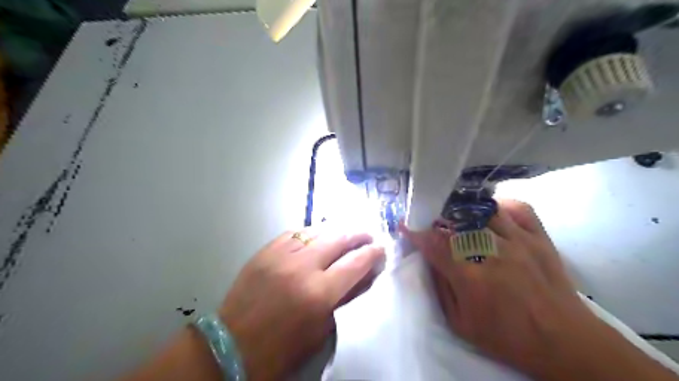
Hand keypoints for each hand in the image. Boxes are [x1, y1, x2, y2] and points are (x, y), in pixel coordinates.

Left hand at [221, 228, 383, 378]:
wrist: (232, 345)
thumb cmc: (282, 347)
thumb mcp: (321, 329)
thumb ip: (345, 298)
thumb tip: (364, 275)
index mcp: (319, 293)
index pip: (355, 263)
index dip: (372, 253)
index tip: (381, 248)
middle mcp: (302, 267)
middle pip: (339, 238)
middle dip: (358, 234)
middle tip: (367, 236)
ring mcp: (281, 255)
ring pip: (317, 230)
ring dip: (336, 230)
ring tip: (345, 233)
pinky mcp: (265, 251)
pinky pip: (294, 232)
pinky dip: (310, 233)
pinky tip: (316, 236)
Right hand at [399, 201, 670, 378]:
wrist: (563, 341)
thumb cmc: (507, 336)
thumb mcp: (461, 323)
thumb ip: (441, 288)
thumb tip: (430, 260)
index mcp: (470, 276)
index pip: (434, 244)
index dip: (416, 233)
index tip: (405, 226)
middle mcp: (491, 251)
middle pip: (456, 223)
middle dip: (438, 221)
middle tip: (433, 226)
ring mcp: (518, 240)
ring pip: (482, 211)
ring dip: (464, 211)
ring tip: (459, 218)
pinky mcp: (538, 237)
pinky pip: (517, 208)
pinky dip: (500, 206)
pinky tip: (491, 213)